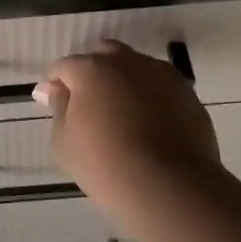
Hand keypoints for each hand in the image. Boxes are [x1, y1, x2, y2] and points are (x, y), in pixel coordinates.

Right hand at [37, 41, 221, 200]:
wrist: (170, 186)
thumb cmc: (105, 166)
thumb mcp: (64, 143)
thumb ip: (58, 109)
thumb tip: (54, 89)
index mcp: (90, 70)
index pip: (64, 66)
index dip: (56, 83)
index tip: (53, 103)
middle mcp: (125, 62)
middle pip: (103, 55)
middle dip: (93, 72)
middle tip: (90, 104)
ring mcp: (160, 74)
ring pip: (135, 67)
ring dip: (124, 81)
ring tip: (124, 114)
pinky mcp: (186, 92)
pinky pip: (160, 85)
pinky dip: (151, 96)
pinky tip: (150, 123)